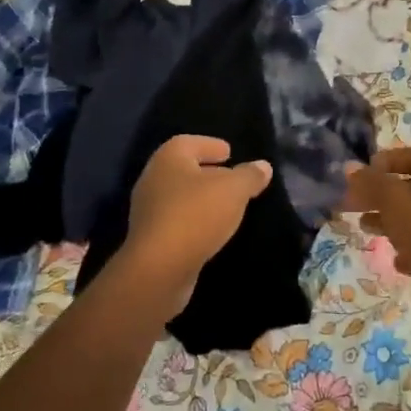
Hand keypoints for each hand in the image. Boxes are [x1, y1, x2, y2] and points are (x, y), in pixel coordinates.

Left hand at [117, 136, 271, 319]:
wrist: (159, 268)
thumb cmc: (196, 215)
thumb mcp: (234, 190)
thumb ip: (249, 176)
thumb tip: (263, 166)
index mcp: (169, 158)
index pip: (190, 142)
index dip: (210, 145)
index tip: (229, 152)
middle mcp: (153, 178)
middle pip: (184, 169)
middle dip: (208, 172)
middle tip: (232, 178)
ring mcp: (148, 210)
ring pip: (180, 196)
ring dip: (202, 199)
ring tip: (227, 206)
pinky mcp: (150, 238)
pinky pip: (177, 220)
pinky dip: (194, 221)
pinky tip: (212, 230)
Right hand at [343, 146, 410, 347]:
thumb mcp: (393, 199)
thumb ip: (370, 182)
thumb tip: (349, 166)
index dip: (387, 160)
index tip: (362, 172)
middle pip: (408, 187)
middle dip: (378, 192)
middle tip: (351, 200)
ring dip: (386, 219)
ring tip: (363, 225)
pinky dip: (404, 248)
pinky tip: (393, 258)